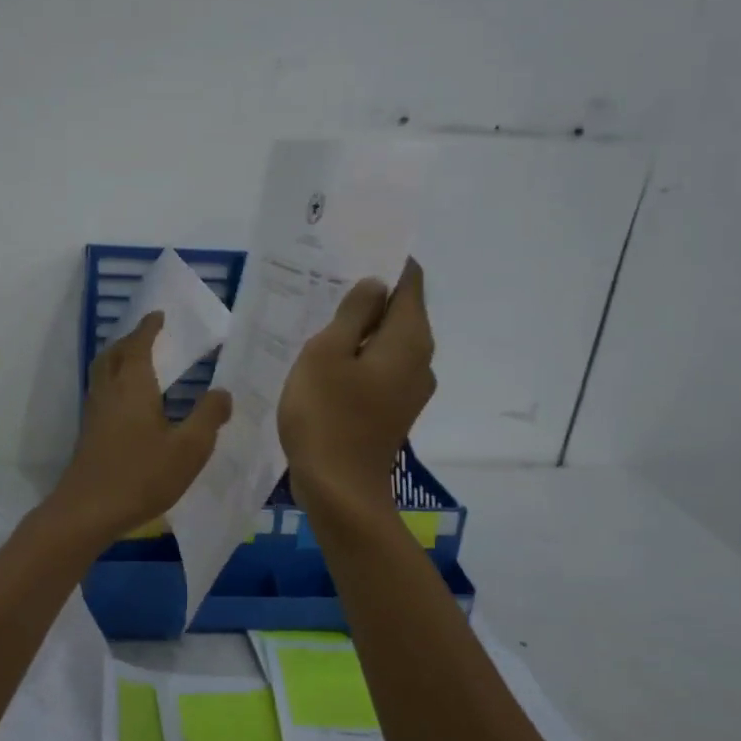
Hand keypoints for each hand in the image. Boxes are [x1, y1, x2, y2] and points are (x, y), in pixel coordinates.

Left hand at [49, 313, 233, 543]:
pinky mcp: (88, 433)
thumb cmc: (142, 475)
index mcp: (133, 386)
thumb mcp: (189, 449)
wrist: (88, 510)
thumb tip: (223, 391)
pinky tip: (127, 402)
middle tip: (147, 335)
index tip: (158, 315)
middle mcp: (109, 391)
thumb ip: (208, 417)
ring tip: (137, 362)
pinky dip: (113, 382)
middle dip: (130, 340)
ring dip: (118, 359)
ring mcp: (94, 412)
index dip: (149, 328)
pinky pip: (100, 392)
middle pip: (114, 354)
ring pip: (102, 373)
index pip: (139, 345)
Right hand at [279, 258, 435, 512]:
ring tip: (320, 316)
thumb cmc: (328, 415)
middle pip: (400, 311)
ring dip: (359, 327)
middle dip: (368, 294)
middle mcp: (420, 360)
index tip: (351, 251)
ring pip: (387, 342)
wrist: (339, 490)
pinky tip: (326, 358)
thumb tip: (374, 284)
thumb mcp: (327, 353)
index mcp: (409, 339)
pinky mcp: (393, 410)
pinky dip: (358, 356)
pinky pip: (379, 368)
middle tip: (326, 281)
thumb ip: (353, 313)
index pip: (410, 281)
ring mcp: (409, 389)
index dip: (385, 261)